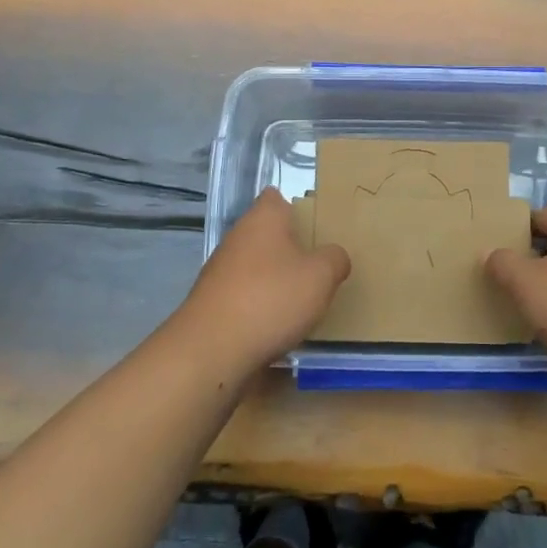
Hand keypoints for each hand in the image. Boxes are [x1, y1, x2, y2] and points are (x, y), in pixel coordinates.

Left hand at [176, 189, 350, 370]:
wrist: (211, 350)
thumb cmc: (271, 299)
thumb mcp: (321, 277)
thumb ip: (335, 259)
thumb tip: (335, 256)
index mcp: (263, 218)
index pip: (276, 197)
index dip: (296, 207)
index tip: (316, 226)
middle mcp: (238, 237)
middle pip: (267, 233)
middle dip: (290, 247)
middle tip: (318, 265)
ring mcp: (220, 269)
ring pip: (255, 264)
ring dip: (275, 278)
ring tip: (302, 299)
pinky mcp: (212, 301)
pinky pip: (244, 294)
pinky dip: (259, 304)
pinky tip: (276, 324)